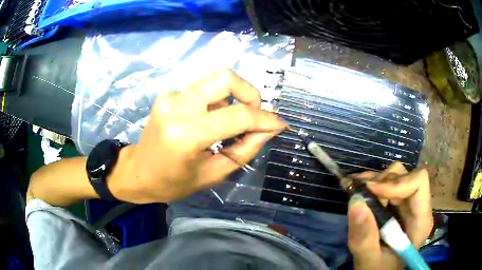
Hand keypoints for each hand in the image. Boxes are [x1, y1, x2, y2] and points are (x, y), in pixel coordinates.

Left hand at [109, 69, 285, 203]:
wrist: (137, 172)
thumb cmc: (173, 183)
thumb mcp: (214, 173)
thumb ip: (245, 149)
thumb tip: (269, 129)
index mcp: (186, 134)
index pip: (238, 116)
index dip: (265, 118)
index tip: (279, 124)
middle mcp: (177, 106)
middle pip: (225, 77)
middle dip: (249, 92)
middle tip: (255, 114)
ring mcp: (170, 96)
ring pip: (215, 80)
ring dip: (232, 98)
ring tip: (229, 124)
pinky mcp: (168, 94)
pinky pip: (203, 90)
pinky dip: (215, 102)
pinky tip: (209, 121)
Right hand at [347, 162, 432, 269]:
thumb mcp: (369, 260)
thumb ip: (364, 237)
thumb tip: (356, 201)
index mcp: (420, 221)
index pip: (419, 183)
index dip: (396, 182)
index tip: (371, 192)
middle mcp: (418, 206)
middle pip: (405, 177)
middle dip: (381, 182)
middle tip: (358, 191)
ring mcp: (408, 203)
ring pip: (396, 175)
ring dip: (374, 181)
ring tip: (355, 188)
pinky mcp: (398, 203)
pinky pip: (388, 182)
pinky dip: (371, 183)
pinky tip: (358, 187)